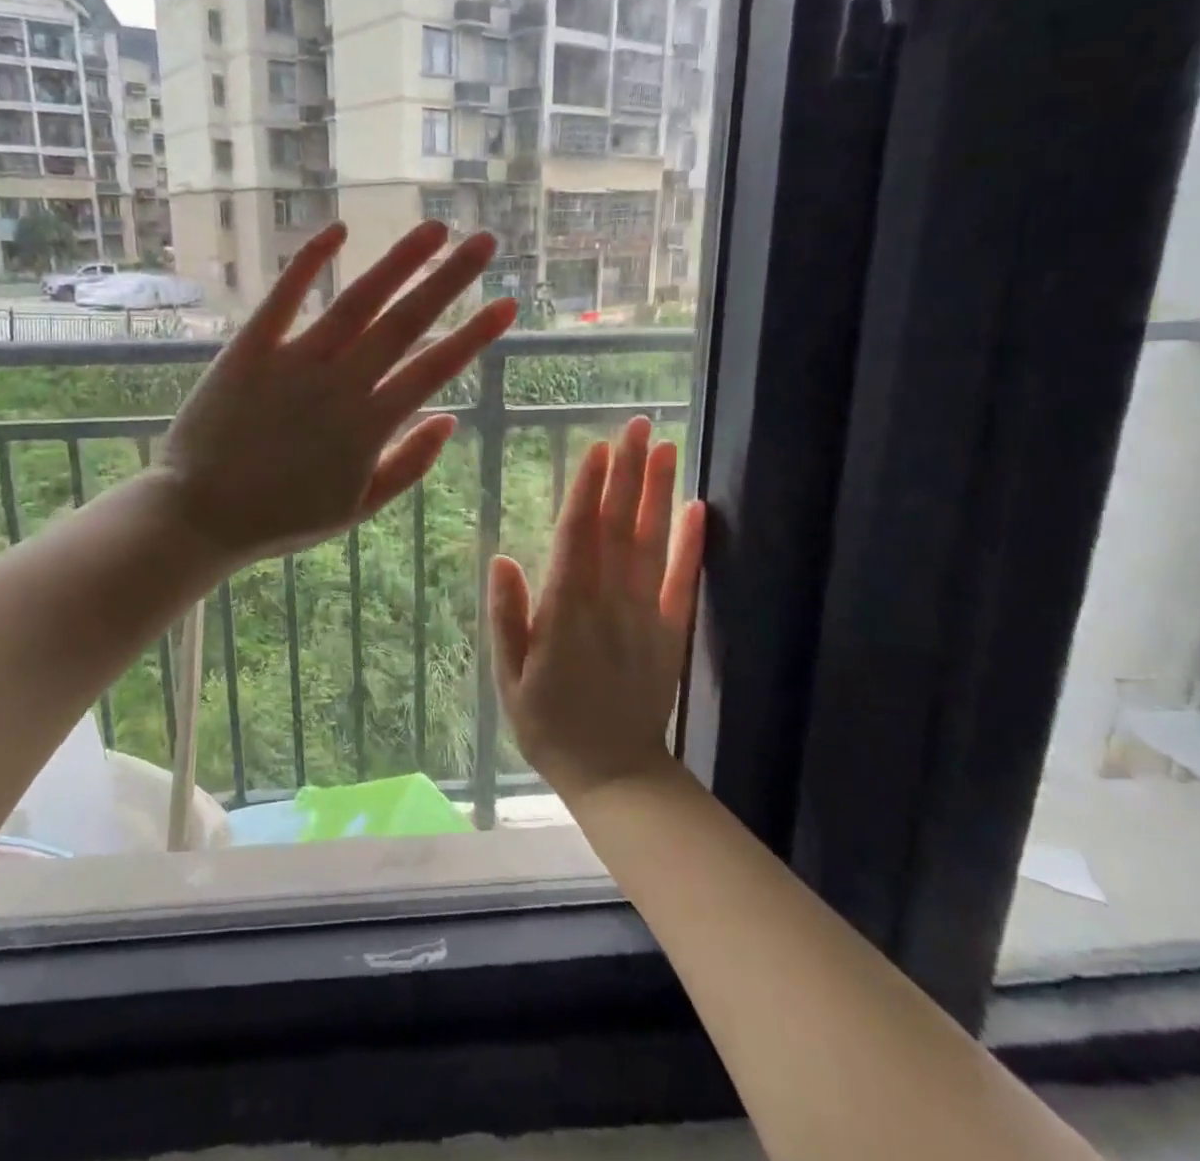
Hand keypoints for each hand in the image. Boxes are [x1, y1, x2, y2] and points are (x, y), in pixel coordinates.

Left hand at [156, 221, 516, 563]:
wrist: (200, 515)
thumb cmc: (281, 517)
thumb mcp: (356, 507)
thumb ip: (408, 465)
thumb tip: (450, 420)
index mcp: (370, 425)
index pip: (435, 368)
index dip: (476, 334)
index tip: (509, 304)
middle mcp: (340, 384)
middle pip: (405, 322)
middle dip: (450, 280)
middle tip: (485, 242)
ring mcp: (294, 362)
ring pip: (356, 302)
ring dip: (398, 262)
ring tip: (434, 229)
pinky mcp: (250, 350)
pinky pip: (283, 298)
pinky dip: (309, 263)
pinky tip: (338, 231)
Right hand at [490, 417, 705, 803]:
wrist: (615, 773)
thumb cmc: (549, 724)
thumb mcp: (509, 676)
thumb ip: (507, 616)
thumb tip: (502, 558)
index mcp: (566, 610)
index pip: (578, 536)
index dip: (588, 489)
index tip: (598, 448)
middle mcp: (609, 601)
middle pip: (619, 526)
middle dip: (628, 473)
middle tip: (639, 426)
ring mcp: (645, 614)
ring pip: (652, 542)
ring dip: (658, 492)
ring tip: (667, 448)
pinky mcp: (670, 631)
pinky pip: (684, 580)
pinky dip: (691, 543)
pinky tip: (697, 507)